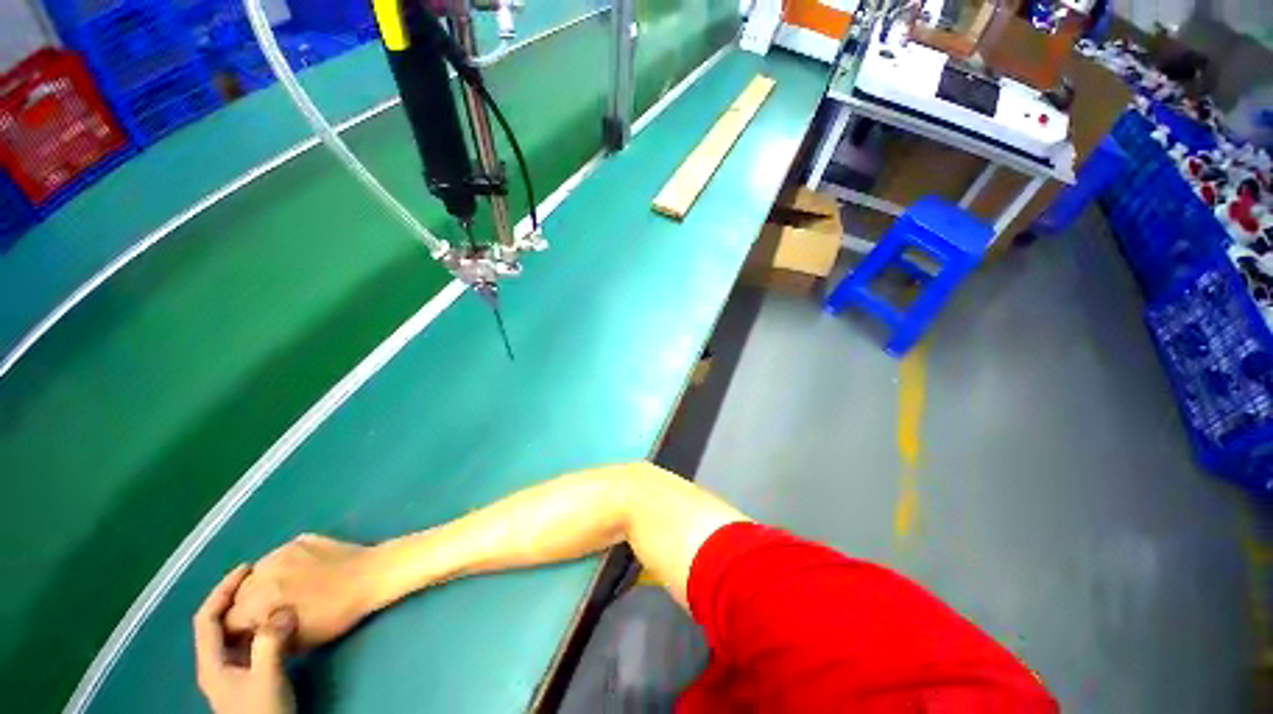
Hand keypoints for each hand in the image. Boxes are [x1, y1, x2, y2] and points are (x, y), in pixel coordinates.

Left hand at [194, 565, 295, 713]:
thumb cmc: (263, 712)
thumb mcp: (268, 678)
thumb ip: (271, 643)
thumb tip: (285, 607)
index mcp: (211, 664)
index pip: (207, 619)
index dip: (222, 591)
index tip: (247, 569)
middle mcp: (215, 665)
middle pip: (217, 624)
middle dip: (236, 599)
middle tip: (262, 579)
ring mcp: (230, 673)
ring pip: (234, 634)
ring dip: (249, 613)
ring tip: (272, 596)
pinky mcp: (246, 677)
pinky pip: (248, 643)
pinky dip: (259, 627)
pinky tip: (277, 624)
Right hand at [225, 534, 378, 649]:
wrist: (372, 574)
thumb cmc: (338, 613)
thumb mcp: (298, 639)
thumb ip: (265, 638)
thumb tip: (250, 636)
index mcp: (262, 597)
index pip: (229, 619)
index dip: (237, 631)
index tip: (249, 635)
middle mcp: (266, 570)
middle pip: (239, 594)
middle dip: (245, 607)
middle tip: (264, 615)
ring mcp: (283, 550)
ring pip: (255, 573)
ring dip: (259, 586)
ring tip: (279, 594)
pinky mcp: (300, 539)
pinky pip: (276, 557)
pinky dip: (277, 569)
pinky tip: (295, 576)